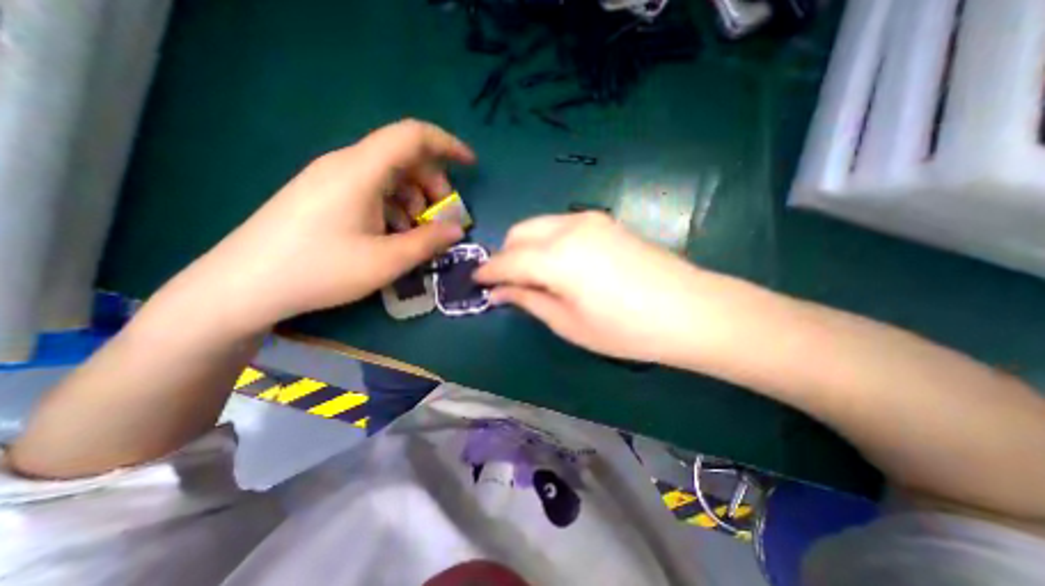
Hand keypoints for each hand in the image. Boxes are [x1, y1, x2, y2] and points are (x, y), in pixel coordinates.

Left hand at [171, 120, 473, 328]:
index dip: (447, 145)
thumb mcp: (386, 260)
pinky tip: (392, 234)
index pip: (413, 136)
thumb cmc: (320, 270)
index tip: (470, 166)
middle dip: (434, 185)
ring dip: (414, 200)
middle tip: (443, 219)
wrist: (244, 285)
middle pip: (404, 157)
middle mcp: (346, 165)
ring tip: (417, 233)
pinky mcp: (324, 195)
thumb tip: (457, 230)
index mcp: (361, 171)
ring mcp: (331, 179)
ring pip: (389, 176)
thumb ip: (429, 242)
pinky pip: (371, 190)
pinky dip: (393, 207)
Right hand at [477, 214, 714, 362]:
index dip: (488, 272)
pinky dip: (547, 242)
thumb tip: (499, 292)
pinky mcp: (604, 221)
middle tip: (508, 283)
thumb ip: (529, 300)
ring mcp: (589, 220)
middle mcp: (568, 228)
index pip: (506, 260)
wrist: (690, 310)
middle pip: (518, 233)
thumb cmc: (625, 329)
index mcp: (556, 257)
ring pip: (538, 225)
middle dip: (506, 256)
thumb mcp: (568, 323)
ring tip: (534, 276)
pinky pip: (560, 226)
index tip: (477, 283)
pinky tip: (559, 264)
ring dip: (526, 247)